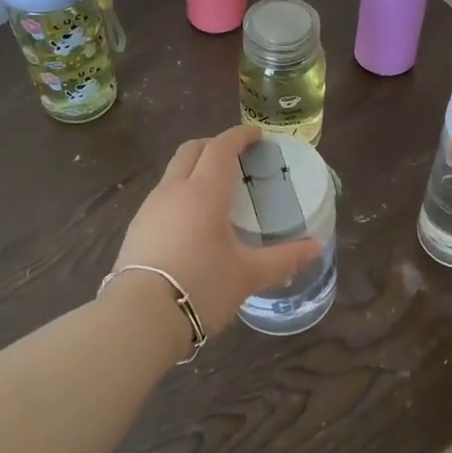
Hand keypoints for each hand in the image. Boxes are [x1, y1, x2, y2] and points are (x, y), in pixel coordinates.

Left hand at [110, 124, 321, 334]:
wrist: (140, 317)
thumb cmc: (201, 286)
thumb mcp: (248, 275)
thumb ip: (284, 259)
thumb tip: (315, 248)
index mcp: (204, 192)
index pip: (221, 147)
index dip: (239, 136)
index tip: (256, 135)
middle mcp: (174, 190)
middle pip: (191, 150)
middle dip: (214, 144)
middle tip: (236, 156)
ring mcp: (150, 208)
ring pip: (173, 172)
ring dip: (195, 168)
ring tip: (216, 190)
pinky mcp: (136, 228)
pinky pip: (162, 196)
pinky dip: (180, 192)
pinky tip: (192, 220)